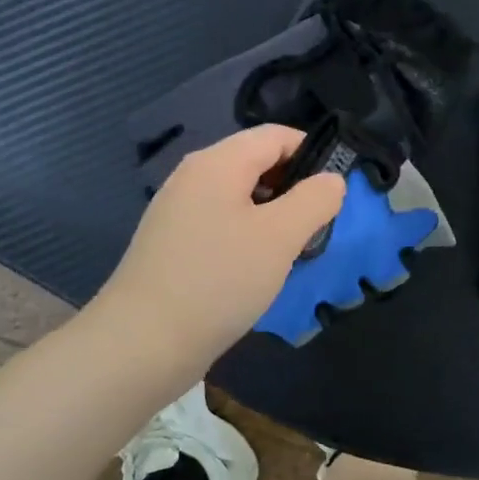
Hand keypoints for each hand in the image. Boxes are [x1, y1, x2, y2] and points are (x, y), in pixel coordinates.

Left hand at [93, 126, 345, 374]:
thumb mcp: (281, 237)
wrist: (143, 344)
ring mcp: (178, 211)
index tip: (336, 193)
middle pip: (257, 163)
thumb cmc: (219, 281)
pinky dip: (248, 235)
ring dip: (274, 215)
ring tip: (292, 251)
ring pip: (241, 196)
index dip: (313, 154)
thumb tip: (332, 180)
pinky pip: (222, 222)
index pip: (276, 135)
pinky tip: (257, 269)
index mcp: (218, 163)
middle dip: (294, 188)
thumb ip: (314, 200)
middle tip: (317, 227)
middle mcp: (193, 177)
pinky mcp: (172, 243)